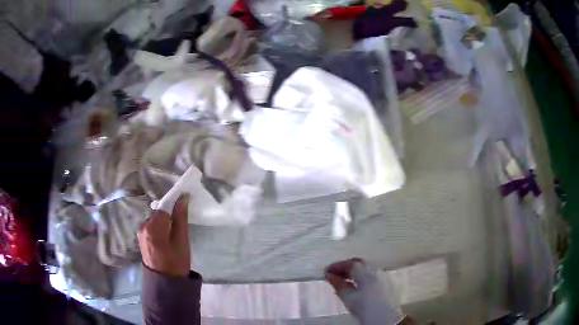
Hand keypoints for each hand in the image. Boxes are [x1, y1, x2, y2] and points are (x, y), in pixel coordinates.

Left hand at [138, 194, 190, 275]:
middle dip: (169, 214)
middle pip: (158, 213)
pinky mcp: (141, 238)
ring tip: (174, 233)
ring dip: (164, 222)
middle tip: (181, 224)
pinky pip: (151, 227)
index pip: (164, 206)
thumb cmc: (176, 263)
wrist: (165, 284)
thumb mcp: (182, 241)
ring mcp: (140, 232)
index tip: (184, 203)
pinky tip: (166, 237)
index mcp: (153, 226)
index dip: (174, 204)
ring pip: (155, 220)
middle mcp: (143, 226)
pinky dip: (159, 228)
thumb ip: (180, 218)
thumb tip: (183, 197)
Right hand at [325, 258, 409, 324]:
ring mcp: (382, 277)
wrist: (386, 319)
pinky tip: (355, 285)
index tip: (326, 271)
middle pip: (359, 263)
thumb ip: (339, 285)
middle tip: (334, 274)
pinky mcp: (385, 284)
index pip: (351, 263)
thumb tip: (329, 275)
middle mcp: (376, 271)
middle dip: (345, 266)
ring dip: (353, 271)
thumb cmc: (365, 308)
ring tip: (342, 280)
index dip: (337, 266)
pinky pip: (370, 274)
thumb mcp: (348, 298)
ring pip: (365, 268)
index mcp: (366, 273)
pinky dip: (360, 276)